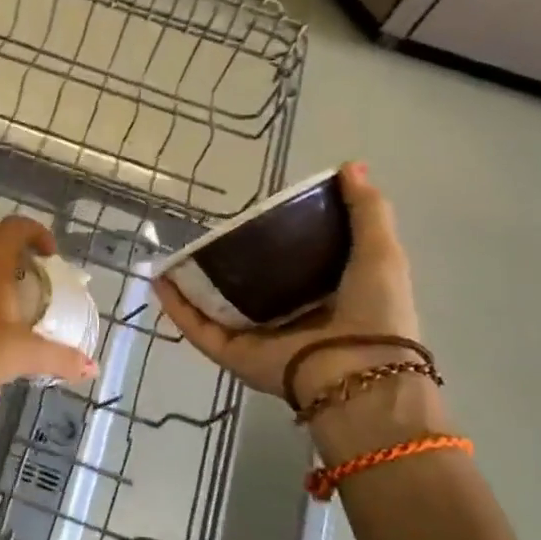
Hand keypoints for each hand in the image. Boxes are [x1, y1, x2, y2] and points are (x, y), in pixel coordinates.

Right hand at [154, 163, 451, 458]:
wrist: (358, 374)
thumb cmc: (375, 313)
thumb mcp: (380, 252)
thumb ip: (366, 211)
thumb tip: (351, 165)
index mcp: (326, 297)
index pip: (294, 262)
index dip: (277, 236)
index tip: (258, 211)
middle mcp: (289, 317)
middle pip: (250, 284)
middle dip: (229, 260)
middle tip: (210, 231)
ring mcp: (257, 337)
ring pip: (215, 305)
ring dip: (192, 283)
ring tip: (173, 254)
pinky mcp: (232, 352)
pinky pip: (198, 326)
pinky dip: (176, 306)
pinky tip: (160, 280)